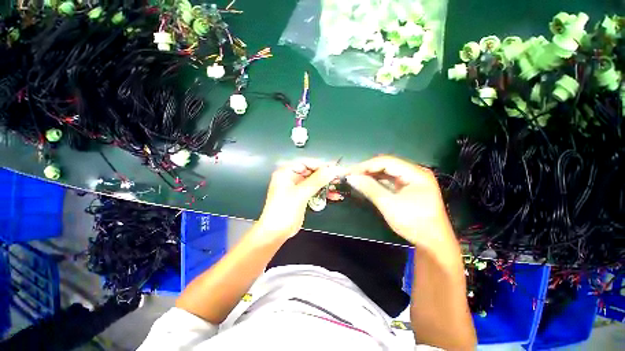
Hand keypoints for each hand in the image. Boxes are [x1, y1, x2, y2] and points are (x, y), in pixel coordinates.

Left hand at [257, 160, 344, 238]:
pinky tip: (334, 195)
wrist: (276, 232)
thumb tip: (331, 170)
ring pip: (314, 181)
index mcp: (286, 172)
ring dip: (326, 183)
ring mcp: (297, 187)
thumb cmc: (283, 210)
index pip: (306, 163)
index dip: (321, 165)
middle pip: (311, 172)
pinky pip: (314, 190)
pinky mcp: (302, 196)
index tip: (334, 167)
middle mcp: (291, 177)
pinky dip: (323, 192)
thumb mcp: (300, 193)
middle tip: (339, 175)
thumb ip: (316, 180)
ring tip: (339, 183)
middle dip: (325, 174)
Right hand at [347, 156, 454, 249]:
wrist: (433, 243)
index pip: (386, 162)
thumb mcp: (389, 205)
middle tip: (351, 175)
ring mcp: (412, 180)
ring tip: (355, 178)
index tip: (350, 172)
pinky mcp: (408, 188)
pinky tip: (367, 183)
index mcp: (416, 173)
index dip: (366, 165)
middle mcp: (415, 172)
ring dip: (371, 175)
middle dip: (367, 169)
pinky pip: (390, 180)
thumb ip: (370, 188)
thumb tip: (351, 178)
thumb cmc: (414, 223)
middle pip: (387, 165)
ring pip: (387, 172)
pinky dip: (377, 182)